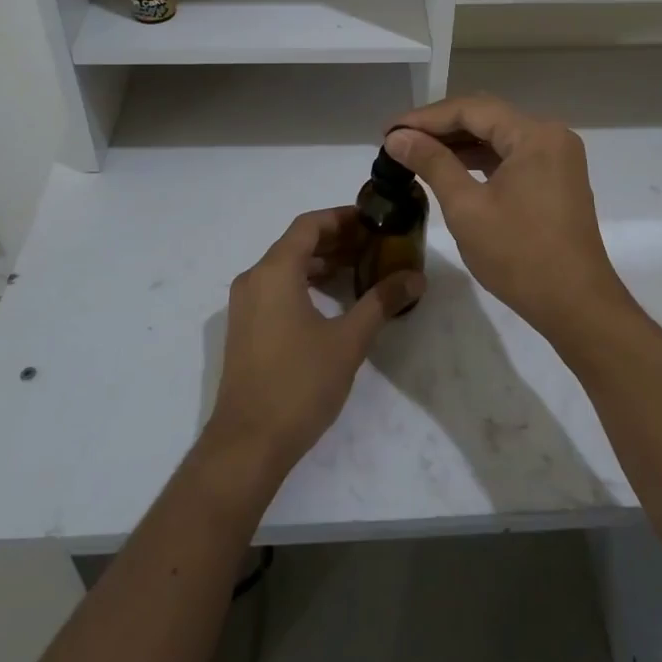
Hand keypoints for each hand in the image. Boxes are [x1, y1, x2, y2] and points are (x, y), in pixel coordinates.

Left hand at [203, 207, 424, 478]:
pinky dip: (306, 283)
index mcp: (275, 271)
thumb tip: (416, 277)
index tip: (375, 222)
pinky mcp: (245, 328)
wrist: (247, 444)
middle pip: (297, 243)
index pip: (309, 225)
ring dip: (322, 262)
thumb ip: (381, 302)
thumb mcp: (348, 341)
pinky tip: (334, 300)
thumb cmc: (299, 384)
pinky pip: (277, 288)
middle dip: (337, 240)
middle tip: (376, 245)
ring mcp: (245, 305)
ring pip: (286, 267)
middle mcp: (254, 279)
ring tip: (361, 269)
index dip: (342, 217)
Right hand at [385, 96, 633, 344]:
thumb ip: (432, 163)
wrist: (576, 306)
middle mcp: (551, 136)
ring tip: (416, 152)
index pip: (471, 109)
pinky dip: (480, 160)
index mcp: (534, 135)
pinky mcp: (556, 179)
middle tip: (398, 139)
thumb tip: (397, 137)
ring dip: (459, 143)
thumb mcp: (467, 208)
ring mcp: (557, 158)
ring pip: (498, 136)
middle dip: (440, 127)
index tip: (388, 130)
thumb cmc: (519, 255)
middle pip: (487, 117)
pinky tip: (451, 168)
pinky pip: (512, 156)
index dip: (425, 117)